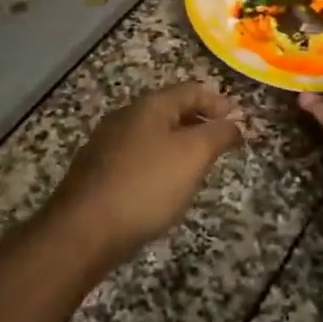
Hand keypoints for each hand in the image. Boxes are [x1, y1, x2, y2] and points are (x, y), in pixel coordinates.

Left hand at [53, 81, 244, 259]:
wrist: (83, 230)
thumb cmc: (146, 185)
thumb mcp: (193, 155)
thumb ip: (218, 134)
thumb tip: (234, 123)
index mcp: (149, 106)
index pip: (191, 90)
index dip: (218, 102)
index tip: (239, 119)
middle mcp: (125, 117)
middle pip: (170, 110)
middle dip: (199, 121)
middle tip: (221, 140)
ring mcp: (107, 144)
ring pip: (153, 134)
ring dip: (179, 142)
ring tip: (198, 164)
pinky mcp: (97, 172)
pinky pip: (137, 157)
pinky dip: (159, 162)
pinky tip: (164, 185)